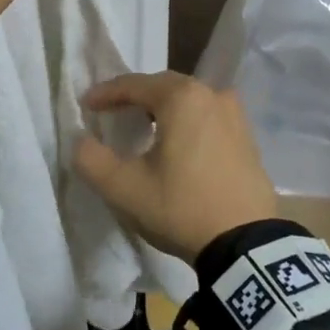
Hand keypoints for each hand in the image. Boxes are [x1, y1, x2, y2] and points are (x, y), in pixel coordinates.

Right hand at [72, 72, 279, 262]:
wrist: (245, 245)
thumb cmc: (181, 207)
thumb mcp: (123, 188)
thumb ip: (91, 159)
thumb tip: (81, 140)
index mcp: (182, 97)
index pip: (134, 84)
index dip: (106, 93)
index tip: (86, 105)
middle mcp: (212, 95)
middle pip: (164, 87)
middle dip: (135, 96)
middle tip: (113, 112)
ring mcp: (236, 116)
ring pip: (189, 101)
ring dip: (164, 109)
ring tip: (144, 126)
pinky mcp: (248, 139)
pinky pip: (208, 118)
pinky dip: (188, 124)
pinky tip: (179, 145)